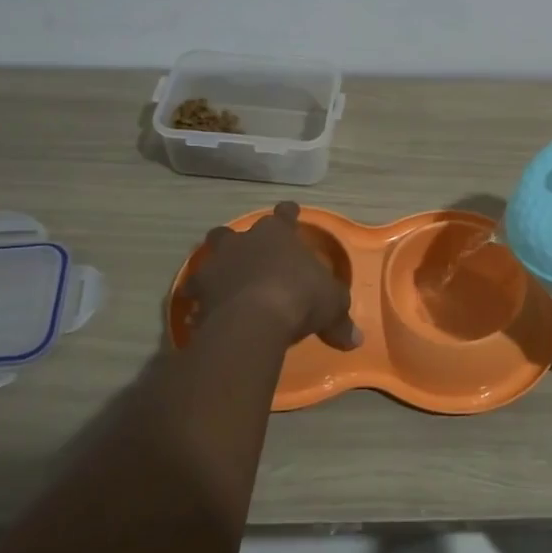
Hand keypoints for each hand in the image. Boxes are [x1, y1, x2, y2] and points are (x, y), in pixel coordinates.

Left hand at [185, 201, 361, 349]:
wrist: (254, 319)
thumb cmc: (300, 297)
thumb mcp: (332, 306)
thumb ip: (340, 319)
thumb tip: (356, 340)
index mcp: (278, 233)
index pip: (284, 214)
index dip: (288, 214)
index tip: (290, 212)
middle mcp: (244, 240)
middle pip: (233, 231)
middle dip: (238, 241)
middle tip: (246, 254)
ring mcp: (217, 262)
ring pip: (209, 256)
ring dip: (216, 266)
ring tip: (221, 281)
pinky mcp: (198, 289)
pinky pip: (195, 291)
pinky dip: (199, 299)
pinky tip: (202, 312)